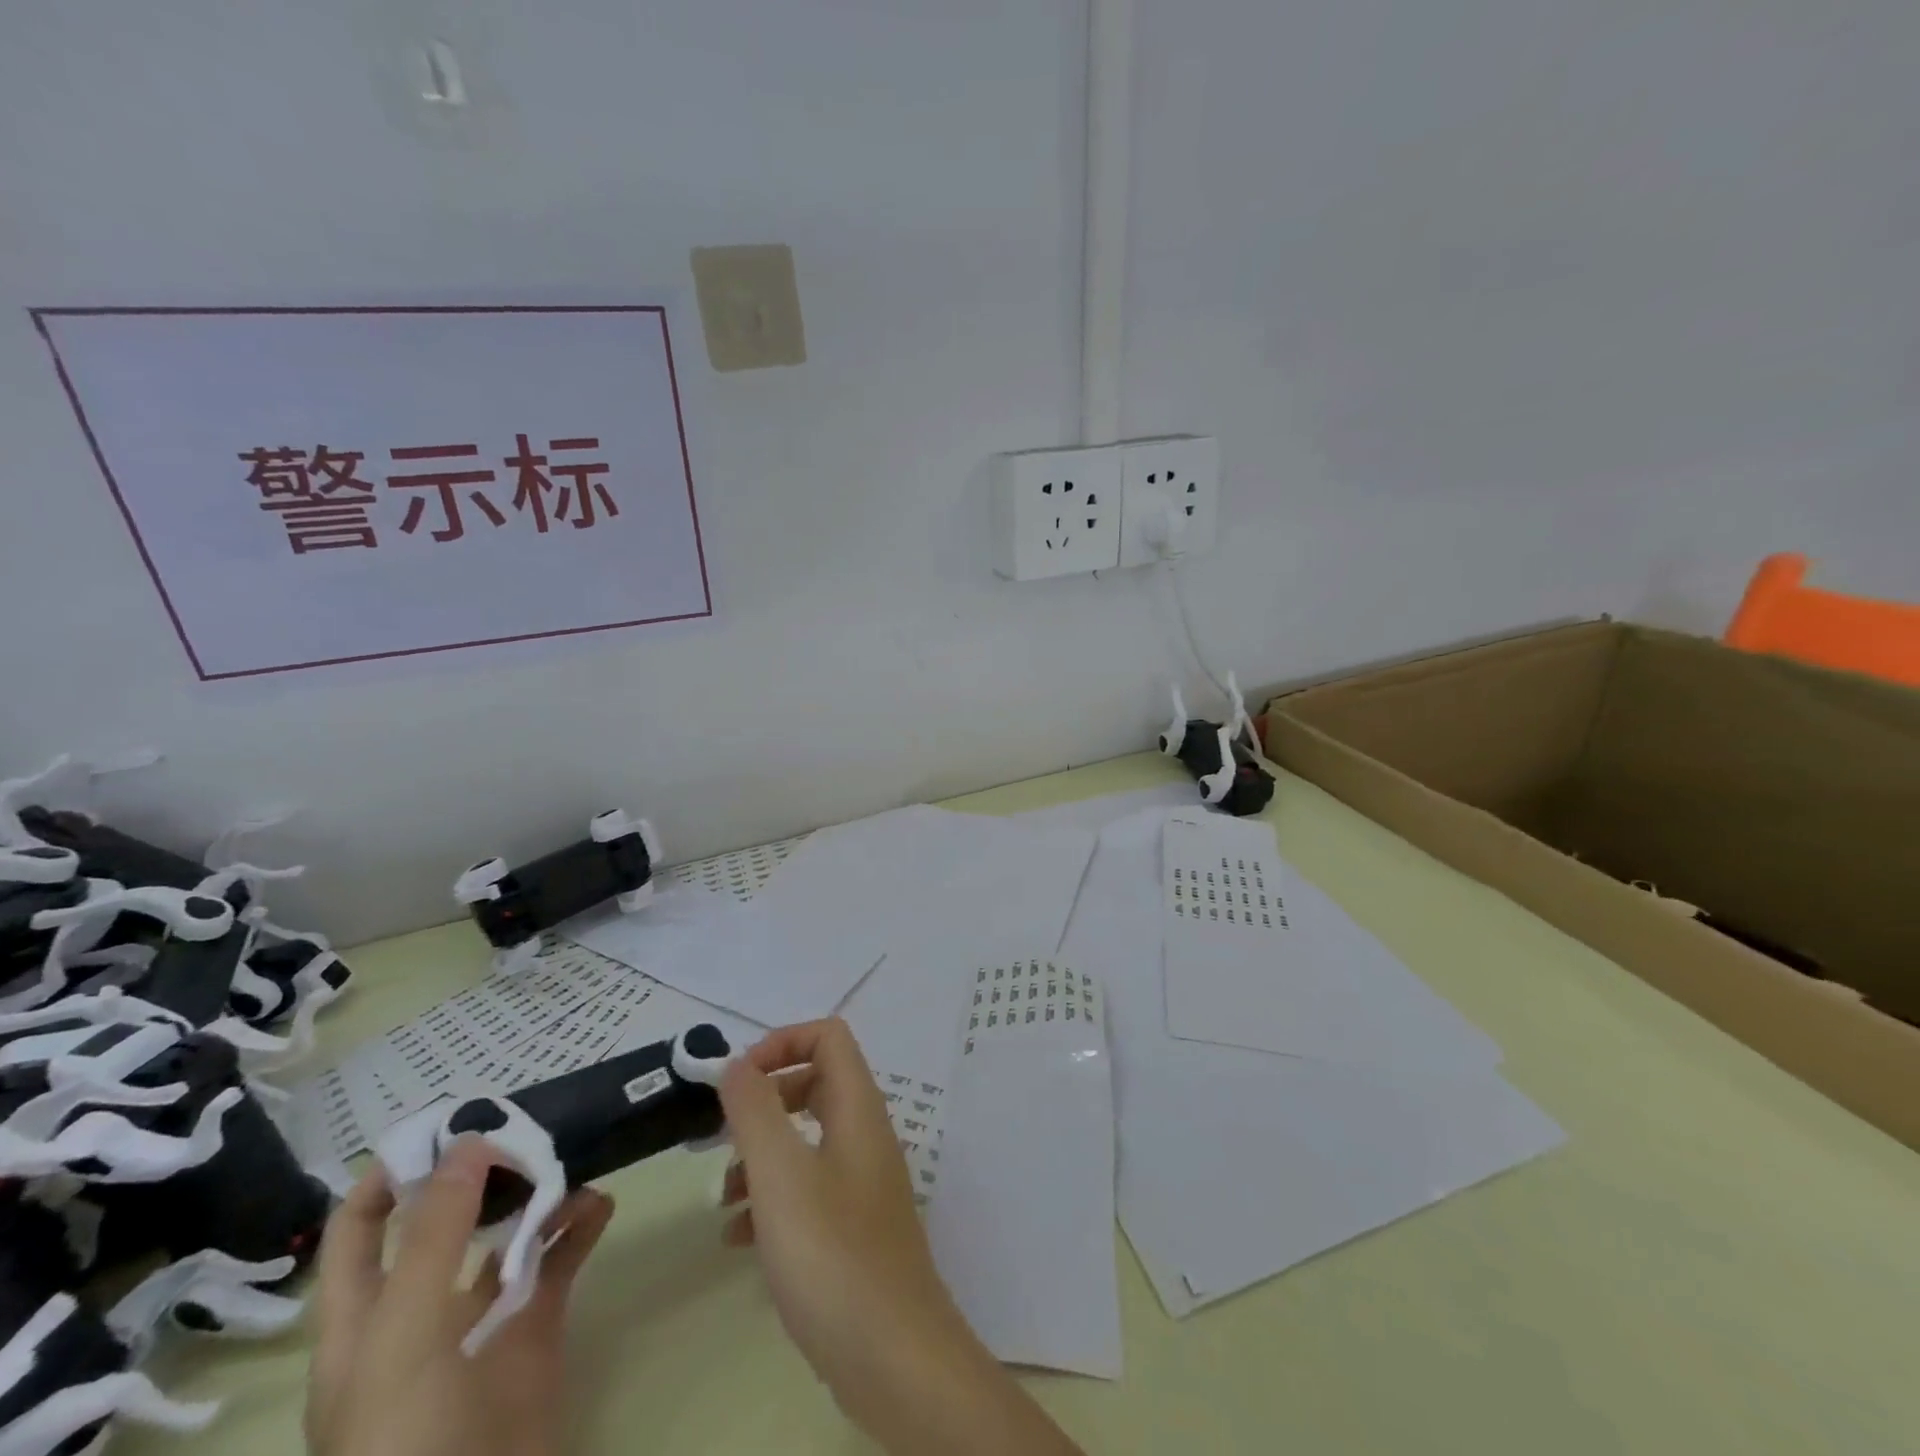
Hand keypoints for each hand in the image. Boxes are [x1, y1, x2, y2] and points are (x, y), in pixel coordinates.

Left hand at [306, 1138, 613, 1455]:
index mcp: (364, 1318)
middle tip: (527, 1125)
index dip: (392, 1174)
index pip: (361, 1229)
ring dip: (539, 1193)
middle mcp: (421, 1308)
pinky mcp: (535, 1327)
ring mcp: (482, 1317)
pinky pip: (560, 1261)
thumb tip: (468, 1143)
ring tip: (572, 1157)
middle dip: (482, 1171)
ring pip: (509, 1233)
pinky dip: (581, 1226)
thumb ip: (434, 1238)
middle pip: (446, 1220)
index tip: (447, 1122)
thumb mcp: (402, 1338)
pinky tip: (602, 1203)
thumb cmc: (405, 1440)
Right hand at [719, 1019, 1081, 1455]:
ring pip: (806, 1141)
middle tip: (723, 1136)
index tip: (738, 1081)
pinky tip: (740, 1241)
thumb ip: (755, 1111)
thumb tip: (737, 1064)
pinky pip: (808, 1190)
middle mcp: (865, 1133)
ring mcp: (862, 1180)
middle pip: (814, 1083)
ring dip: (761, 1157)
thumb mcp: (780, 1175)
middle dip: (764, 1102)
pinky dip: (772, 1200)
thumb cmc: (832, 1253)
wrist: (892, 1355)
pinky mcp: (853, 1226)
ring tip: (724, 1200)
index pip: (828, 1035)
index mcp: (858, 1107)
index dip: (781, 1042)